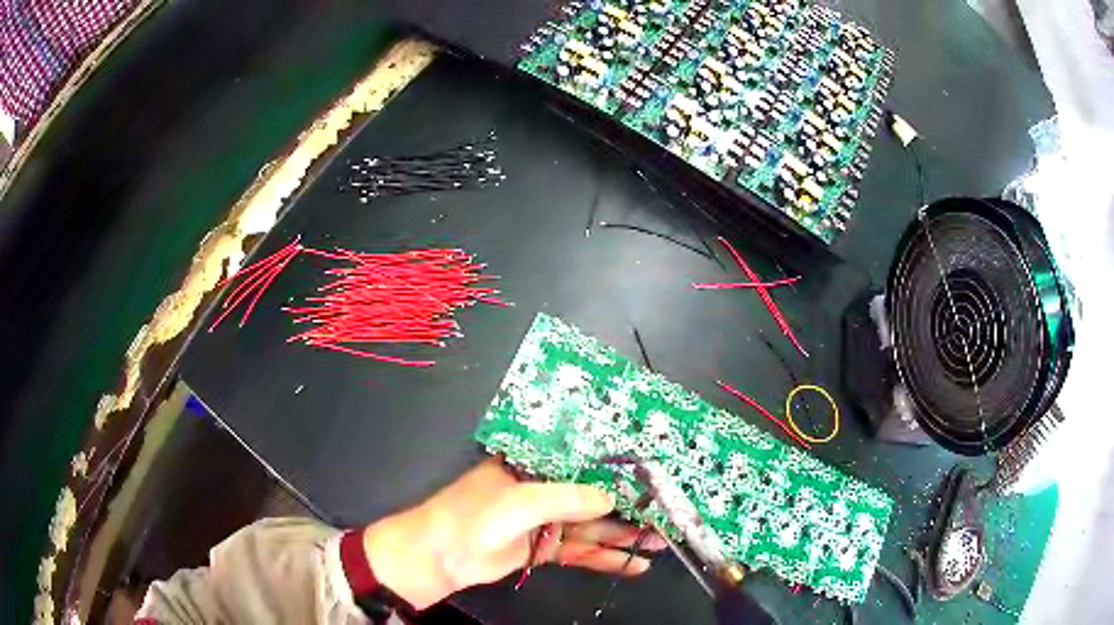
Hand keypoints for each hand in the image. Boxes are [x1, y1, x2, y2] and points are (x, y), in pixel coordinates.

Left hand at [362, 457, 664, 608]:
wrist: (437, 559)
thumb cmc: (473, 518)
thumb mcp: (521, 502)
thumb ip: (567, 499)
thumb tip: (612, 499)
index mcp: (533, 465)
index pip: (583, 461)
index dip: (617, 467)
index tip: (653, 472)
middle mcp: (542, 489)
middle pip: (593, 497)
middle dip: (629, 507)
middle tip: (668, 513)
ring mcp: (544, 522)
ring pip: (592, 526)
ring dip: (624, 536)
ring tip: (662, 541)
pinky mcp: (543, 549)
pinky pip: (580, 551)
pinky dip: (605, 559)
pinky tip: (633, 565)